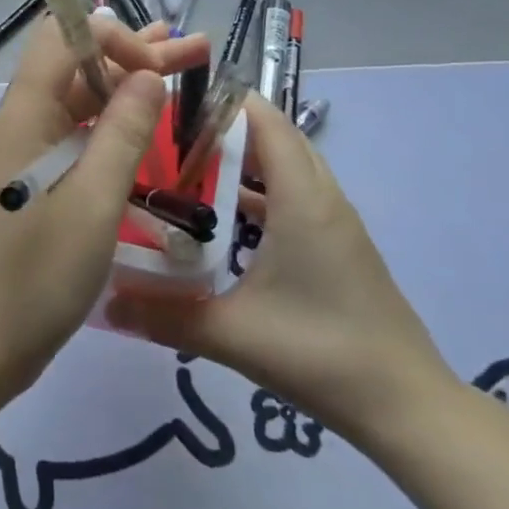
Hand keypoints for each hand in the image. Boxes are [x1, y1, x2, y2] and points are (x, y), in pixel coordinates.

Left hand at [0, 14, 208, 400]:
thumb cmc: (34, 274)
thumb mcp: (92, 202)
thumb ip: (123, 134)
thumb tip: (148, 76)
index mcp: (25, 114)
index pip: (65, 38)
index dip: (115, 38)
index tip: (159, 71)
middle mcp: (22, 123)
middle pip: (78, 66)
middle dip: (135, 52)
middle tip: (197, 49)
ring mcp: (26, 155)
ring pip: (80, 102)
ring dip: (128, 85)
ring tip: (184, 70)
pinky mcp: (34, 184)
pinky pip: (77, 138)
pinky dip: (114, 126)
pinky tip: (147, 131)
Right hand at [106, 94, 458, 443]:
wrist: (406, 406)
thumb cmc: (321, 353)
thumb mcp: (232, 334)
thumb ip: (163, 316)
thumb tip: (103, 302)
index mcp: (302, 199)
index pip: (265, 121)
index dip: (221, 102)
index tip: (170, 103)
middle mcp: (322, 198)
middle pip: (274, 137)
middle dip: (223, 128)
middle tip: (166, 137)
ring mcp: (334, 223)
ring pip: (285, 168)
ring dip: (241, 161)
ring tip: (184, 170)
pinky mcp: (337, 246)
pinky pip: (293, 196)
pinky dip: (258, 192)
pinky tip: (220, 220)